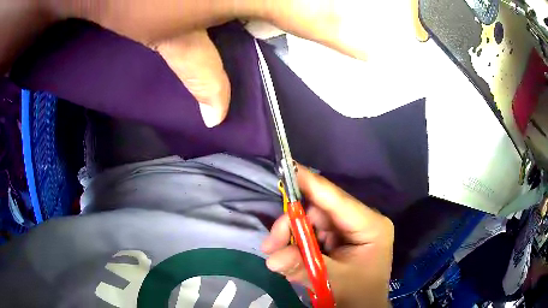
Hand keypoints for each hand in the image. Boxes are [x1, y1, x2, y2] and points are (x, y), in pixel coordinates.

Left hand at [47, 0, 376, 126]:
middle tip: (268, 28)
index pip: (313, 18)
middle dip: (292, 15)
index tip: (373, 53)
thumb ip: (200, 72)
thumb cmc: (132, 2)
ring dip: (271, 7)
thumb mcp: (167, 38)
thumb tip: (215, 116)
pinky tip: (235, 6)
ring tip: (245, 16)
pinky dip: (257, 2)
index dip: (345, 38)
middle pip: (297, 0)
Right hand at [261, 166, 393, 307]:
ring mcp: (349, 229)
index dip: (311, 183)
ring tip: (275, 253)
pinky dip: (298, 242)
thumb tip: (272, 258)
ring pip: (312, 221)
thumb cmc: (358, 294)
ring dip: (292, 235)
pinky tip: (289, 255)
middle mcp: (361, 221)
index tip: (288, 167)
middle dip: (292, 224)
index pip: (337, 199)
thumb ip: (302, 268)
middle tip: (271, 244)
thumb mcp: (332, 281)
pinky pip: (313, 232)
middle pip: (320, 210)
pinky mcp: (338, 238)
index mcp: (370, 226)